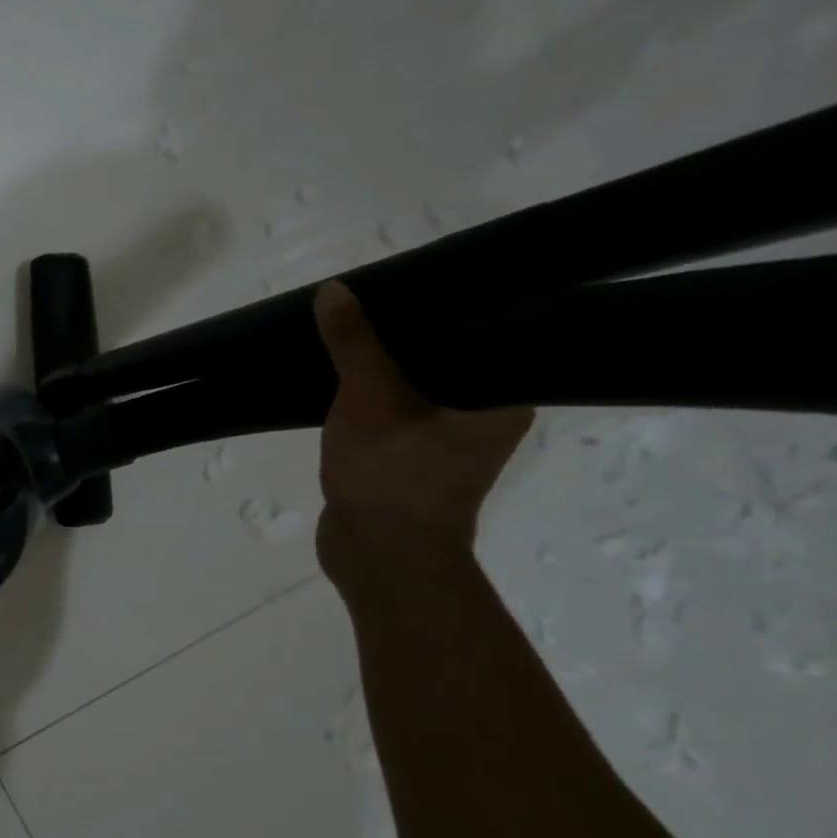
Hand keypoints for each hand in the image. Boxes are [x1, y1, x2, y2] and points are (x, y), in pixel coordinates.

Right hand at [312, 281, 532, 578]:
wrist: (378, 555)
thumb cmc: (392, 473)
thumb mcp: (369, 397)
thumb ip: (354, 343)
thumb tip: (334, 291)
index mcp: (502, 397)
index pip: (484, 332)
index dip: (447, 304)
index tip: (409, 282)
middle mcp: (485, 416)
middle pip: (444, 358)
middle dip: (402, 333)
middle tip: (368, 299)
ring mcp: (446, 442)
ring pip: (413, 388)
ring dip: (380, 368)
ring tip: (347, 331)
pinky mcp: (409, 460)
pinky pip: (391, 414)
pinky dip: (368, 398)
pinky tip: (338, 378)